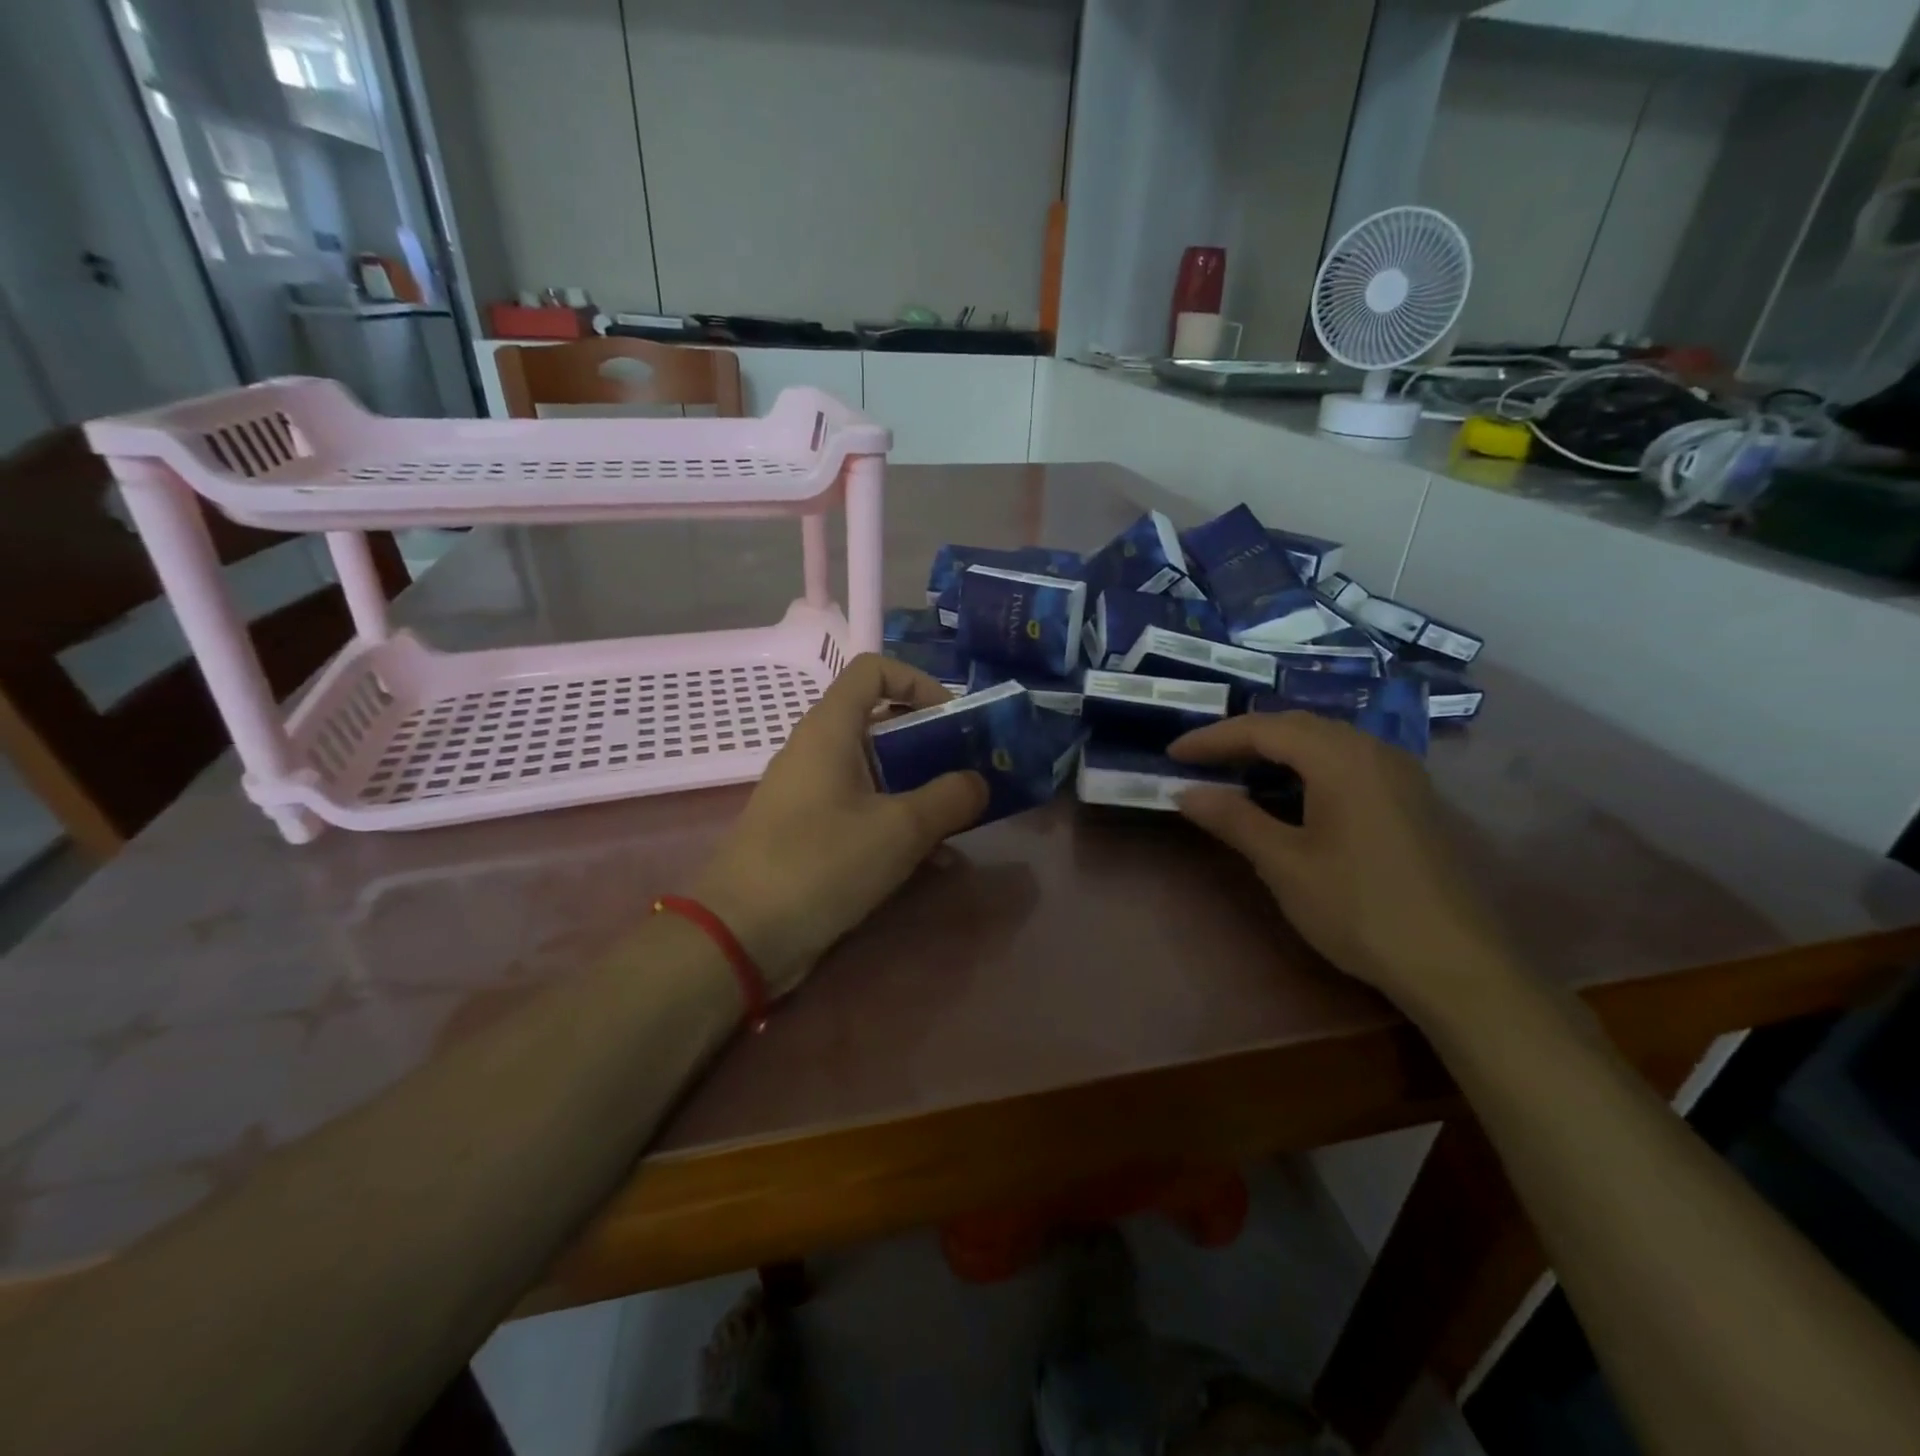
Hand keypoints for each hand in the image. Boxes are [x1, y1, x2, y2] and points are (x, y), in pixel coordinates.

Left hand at [692, 654, 988, 997]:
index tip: (954, 719)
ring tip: (961, 821)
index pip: (874, 669)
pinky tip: (933, 863)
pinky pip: (863, 813)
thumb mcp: (899, 829)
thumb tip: (978, 782)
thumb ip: (949, 798)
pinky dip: (898, 826)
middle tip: (971, 774)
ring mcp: (811, 795)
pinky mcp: (810, 834)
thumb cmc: (820, 864)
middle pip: (881, 723)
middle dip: (931, 744)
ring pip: (877, 774)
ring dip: (921, 791)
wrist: (739, 936)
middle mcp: (818, 751)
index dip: (919, 681)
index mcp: (830, 729)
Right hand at [1168, 711, 1520, 1019]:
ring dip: (1276, 749)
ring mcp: (1400, 773)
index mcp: (1340, 758)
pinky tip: (1294, 791)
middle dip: (1243, 738)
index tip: (1172, 755)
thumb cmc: (1359, 908)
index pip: (1263, 729)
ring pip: (1325, 741)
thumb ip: (1233, 819)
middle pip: (1296, 726)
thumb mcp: (1284, 863)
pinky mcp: (1412, 798)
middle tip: (1201, 761)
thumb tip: (1185, 792)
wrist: (1455, 964)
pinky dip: (1308, 765)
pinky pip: (1348, 760)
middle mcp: (1373, 750)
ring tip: (1238, 771)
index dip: (1212, 739)